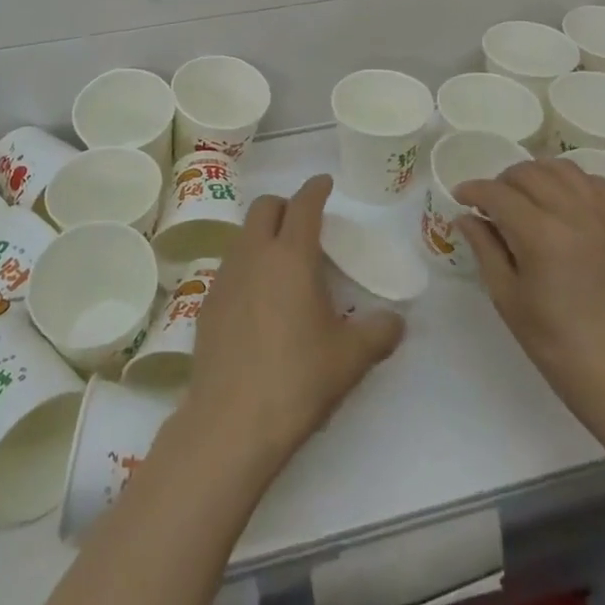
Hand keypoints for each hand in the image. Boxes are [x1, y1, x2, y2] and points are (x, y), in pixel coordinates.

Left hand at [183, 175, 404, 476]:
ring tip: (284, 264)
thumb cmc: (298, 380)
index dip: (316, 188)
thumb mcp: (350, 359)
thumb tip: (397, 321)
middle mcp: (254, 254)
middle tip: (306, 224)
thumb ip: (379, 333)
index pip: (303, 204)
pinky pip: (231, 267)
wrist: (231, 421)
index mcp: (291, 256)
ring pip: (244, 235)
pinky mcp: (207, 302)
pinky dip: (248, 267)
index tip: (325, 183)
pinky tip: (259, 301)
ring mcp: (225, 276)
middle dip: (286, 205)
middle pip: (265, 208)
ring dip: (264, 235)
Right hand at [455, 158, 604, 436]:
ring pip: (562, 169)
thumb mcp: (507, 297)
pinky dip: (572, 183)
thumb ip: (485, 248)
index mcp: (541, 234)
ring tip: (526, 197)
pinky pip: (595, 184)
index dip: (472, 190)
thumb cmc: (555, 344)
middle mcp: (575, 214)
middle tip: (491, 204)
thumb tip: (467, 217)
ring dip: (536, 175)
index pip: (496, 192)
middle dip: (501, 182)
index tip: (460, 197)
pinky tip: (562, 203)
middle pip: (528, 173)